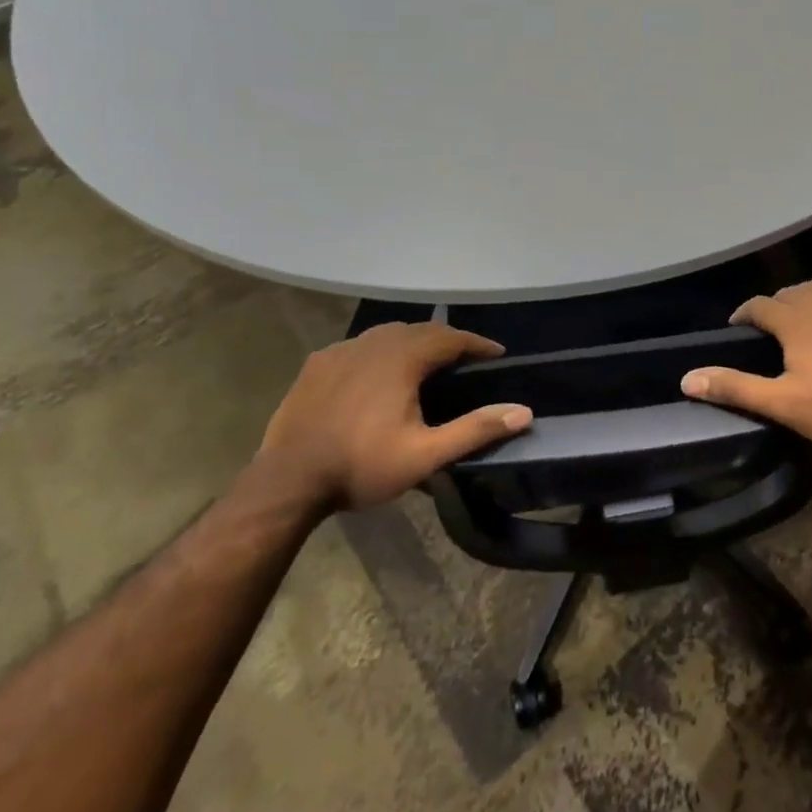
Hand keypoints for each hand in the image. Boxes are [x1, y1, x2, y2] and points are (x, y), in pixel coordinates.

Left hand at [259, 322, 530, 509]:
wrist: (287, 481)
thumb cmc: (360, 466)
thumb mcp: (425, 455)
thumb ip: (475, 430)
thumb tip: (524, 412)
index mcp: (402, 358)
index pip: (451, 338)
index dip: (477, 344)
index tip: (497, 353)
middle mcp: (373, 343)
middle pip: (420, 330)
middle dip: (447, 340)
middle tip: (466, 358)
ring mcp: (341, 350)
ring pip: (387, 333)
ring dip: (412, 341)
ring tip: (425, 360)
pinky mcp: (317, 364)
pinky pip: (358, 345)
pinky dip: (379, 351)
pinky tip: (377, 370)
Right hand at [681, 266, 811, 449]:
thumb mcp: (782, 403)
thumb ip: (735, 387)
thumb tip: (687, 378)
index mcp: (795, 324)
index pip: (760, 307)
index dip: (745, 313)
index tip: (737, 324)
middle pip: (792, 293)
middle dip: (777, 303)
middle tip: (771, 321)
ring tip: (804, 300)